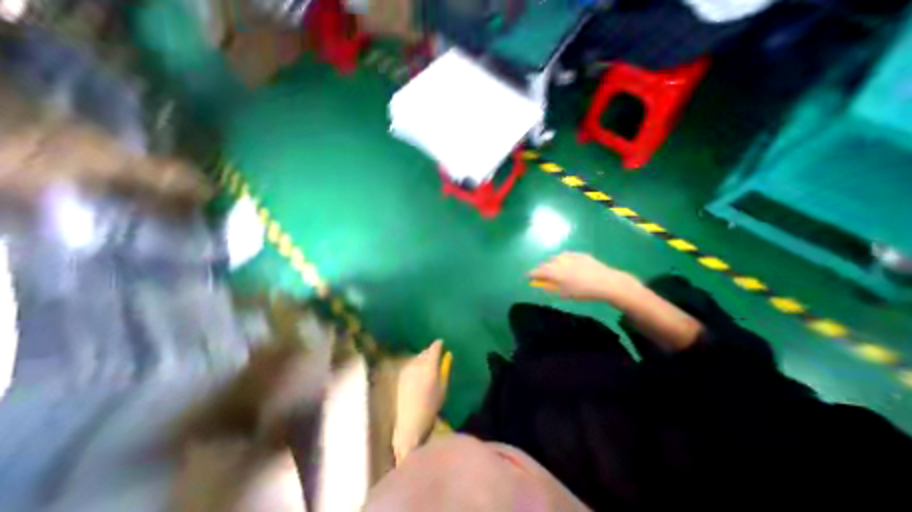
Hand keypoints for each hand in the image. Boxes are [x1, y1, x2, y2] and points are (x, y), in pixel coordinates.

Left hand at [393, 342, 451, 465]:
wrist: (410, 423)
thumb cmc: (431, 406)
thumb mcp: (443, 387)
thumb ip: (444, 369)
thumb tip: (448, 355)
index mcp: (429, 365)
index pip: (434, 347)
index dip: (439, 344)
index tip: (442, 344)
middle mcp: (417, 363)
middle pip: (425, 351)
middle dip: (431, 352)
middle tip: (436, 357)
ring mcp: (407, 368)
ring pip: (417, 357)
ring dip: (423, 358)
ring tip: (428, 366)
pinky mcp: (401, 375)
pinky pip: (411, 364)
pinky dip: (416, 365)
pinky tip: (418, 374)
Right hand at [528, 250, 639, 304]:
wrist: (606, 282)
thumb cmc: (583, 291)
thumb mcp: (564, 293)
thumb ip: (551, 288)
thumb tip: (543, 285)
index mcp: (553, 272)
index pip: (537, 271)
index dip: (531, 274)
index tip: (529, 277)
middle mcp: (558, 261)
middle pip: (545, 264)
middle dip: (543, 270)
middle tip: (545, 276)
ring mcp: (569, 256)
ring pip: (556, 258)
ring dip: (553, 264)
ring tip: (558, 270)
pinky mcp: (579, 254)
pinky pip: (567, 256)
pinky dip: (564, 260)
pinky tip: (570, 266)